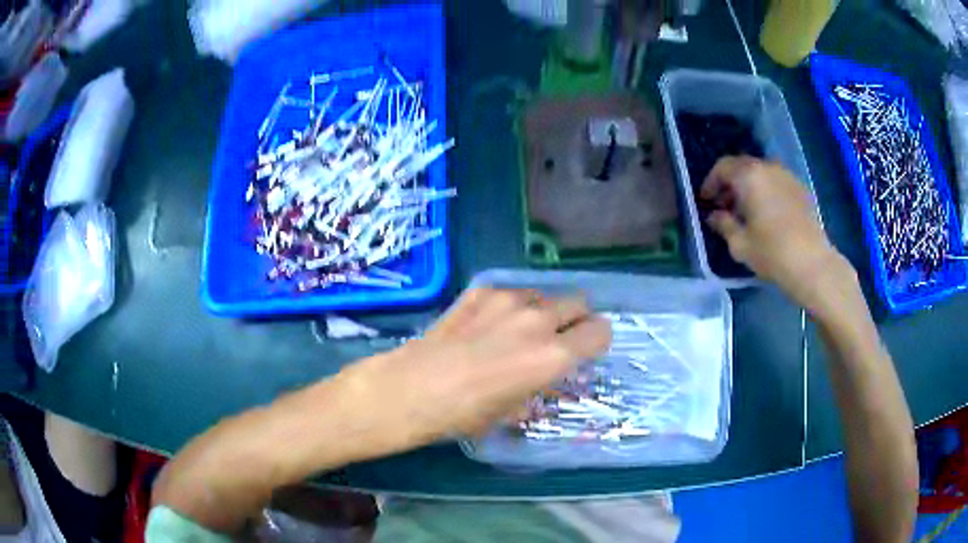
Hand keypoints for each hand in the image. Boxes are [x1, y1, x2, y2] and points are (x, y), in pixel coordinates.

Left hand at [336, 288, 610, 452]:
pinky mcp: (481, 290)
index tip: (584, 351)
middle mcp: (539, 320)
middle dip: (575, 320)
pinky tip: (487, 325)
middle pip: (579, 303)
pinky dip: (511, 306)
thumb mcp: (514, 410)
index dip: (596, 341)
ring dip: (543, 311)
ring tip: (517, 331)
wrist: (412, 388)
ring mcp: (508, 299)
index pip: (601, 331)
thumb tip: (548, 375)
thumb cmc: (465, 413)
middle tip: (556, 339)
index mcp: (554, 356)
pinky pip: (512, 292)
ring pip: (545, 295)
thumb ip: (542, 385)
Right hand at [700, 156, 853, 310]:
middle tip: (724, 206)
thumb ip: (723, 224)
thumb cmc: (772, 253)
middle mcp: (768, 168)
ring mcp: (787, 176)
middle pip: (742, 166)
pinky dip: (766, 191)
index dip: (711, 182)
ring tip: (746, 211)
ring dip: (749, 186)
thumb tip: (714, 216)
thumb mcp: (740, 243)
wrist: (813, 264)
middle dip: (730, 183)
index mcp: (749, 176)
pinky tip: (767, 213)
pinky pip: (776, 182)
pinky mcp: (801, 189)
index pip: (723, 167)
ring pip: (761, 173)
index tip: (706, 200)